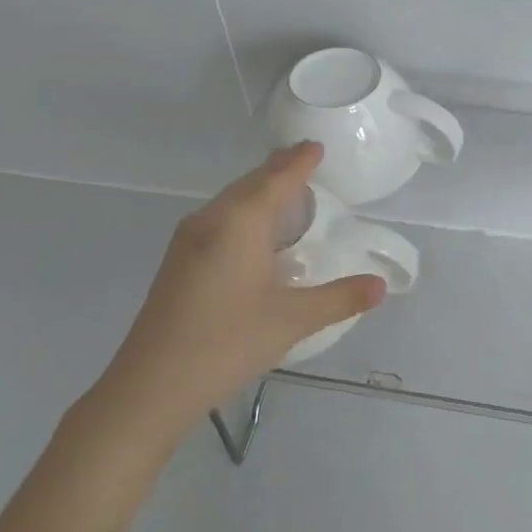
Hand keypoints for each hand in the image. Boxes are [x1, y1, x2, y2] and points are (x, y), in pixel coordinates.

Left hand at [100, 143, 386, 430]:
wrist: (151, 385)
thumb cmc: (227, 343)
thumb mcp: (292, 320)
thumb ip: (339, 299)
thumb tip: (380, 286)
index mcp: (240, 223)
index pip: (277, 180)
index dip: (299, 162)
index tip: (315, 146)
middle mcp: (211, 220)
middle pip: (250, 184)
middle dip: (278, 170)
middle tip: (304, 160)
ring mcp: (188, 240)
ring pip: (230, 201)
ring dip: (258, 190)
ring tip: (284, 191)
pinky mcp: (178, 261)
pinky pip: (218, 219)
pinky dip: (243, 212)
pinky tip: (253, 233)